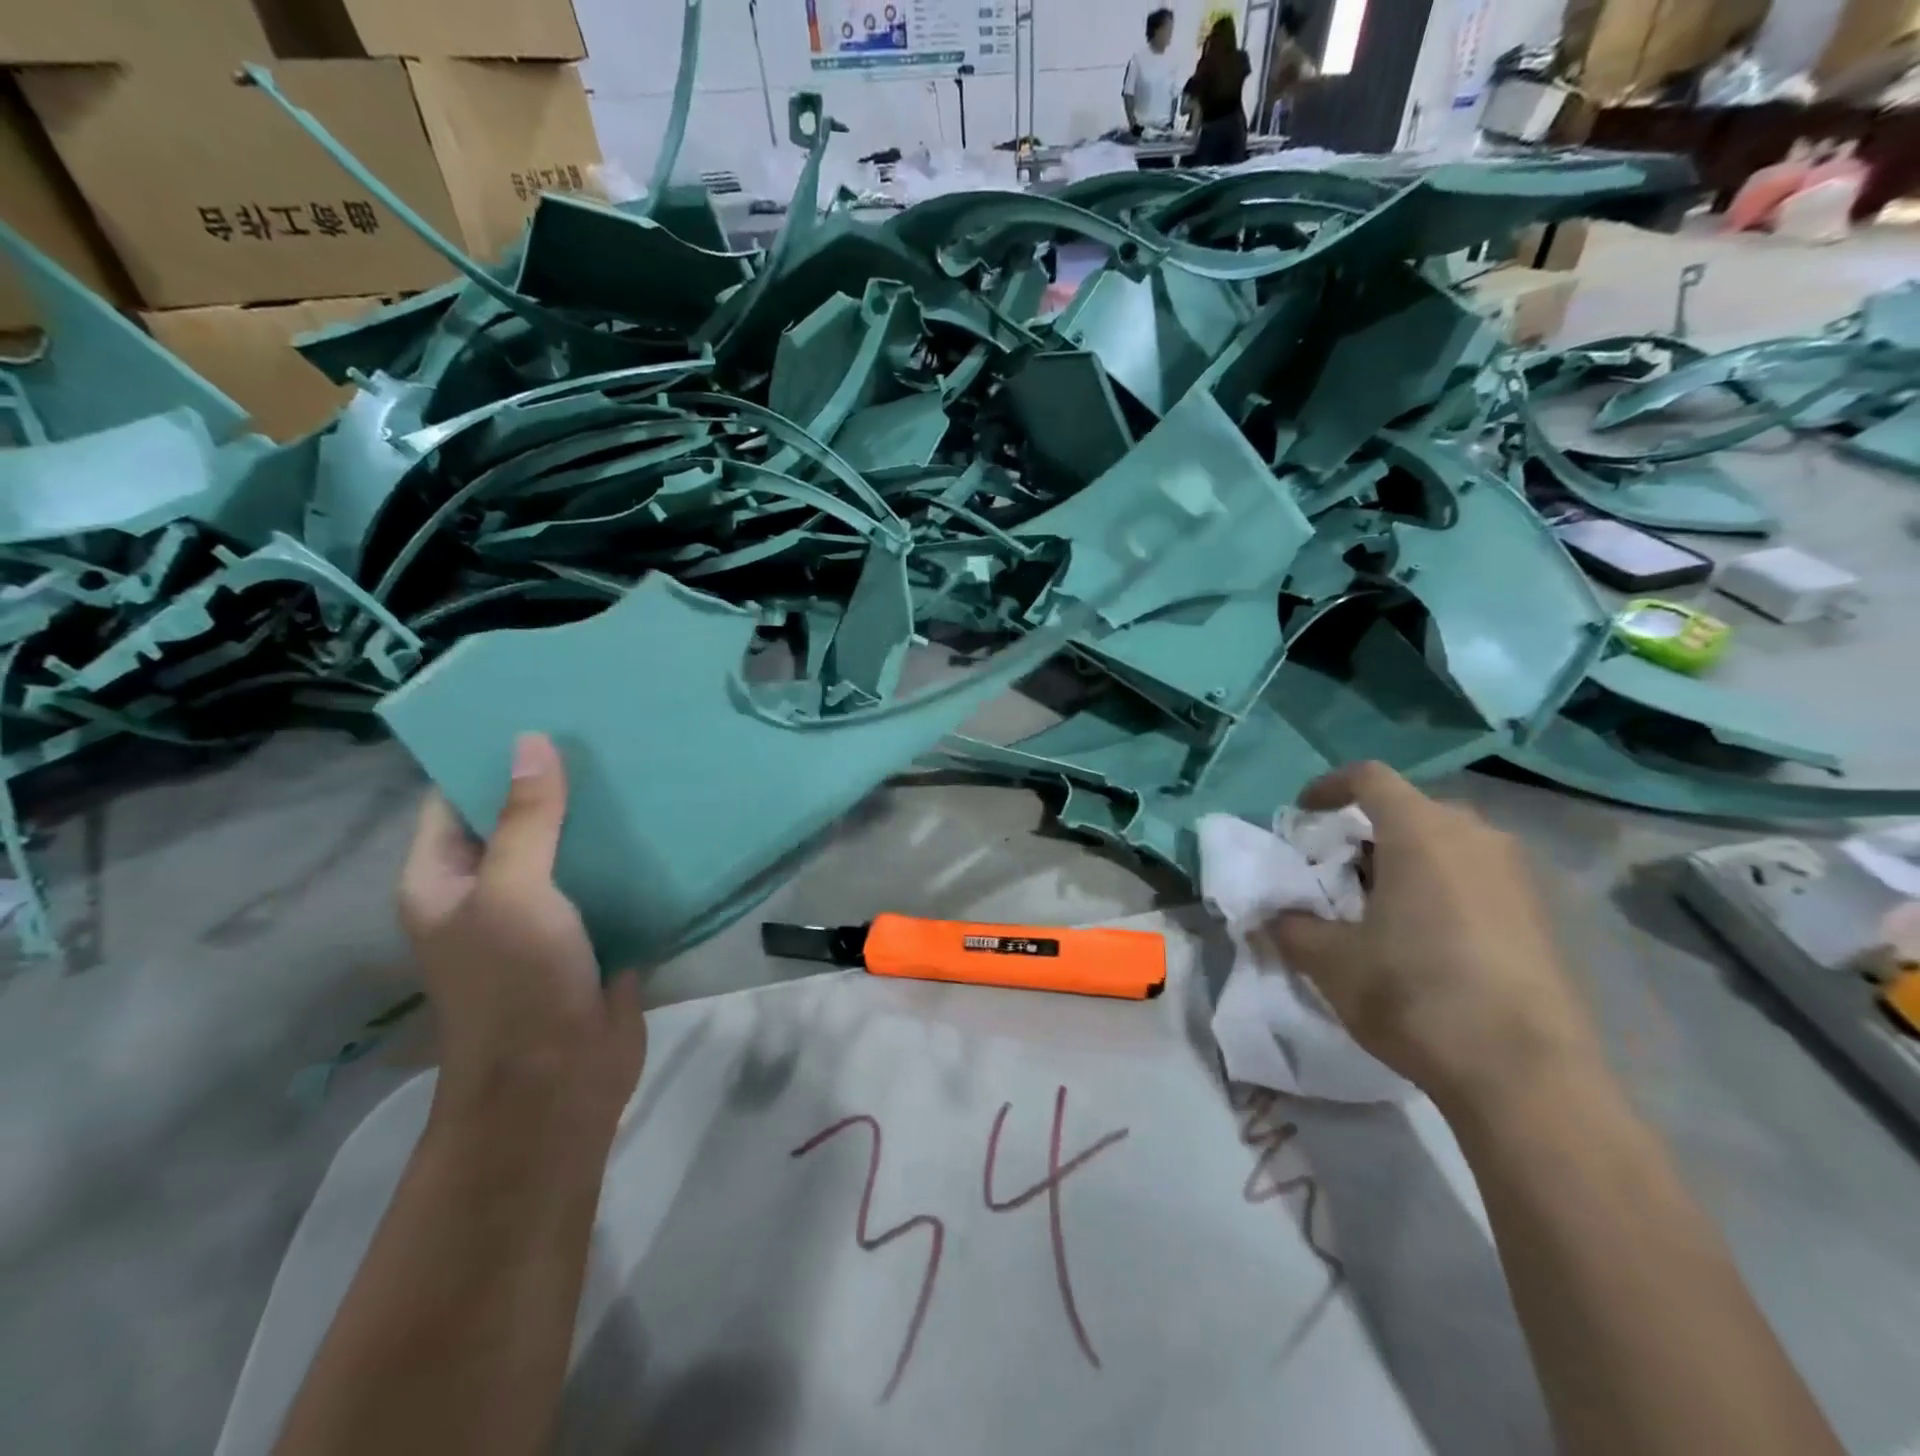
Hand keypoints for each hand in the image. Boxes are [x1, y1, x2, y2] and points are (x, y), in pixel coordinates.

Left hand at [399, 733, 646, 1140]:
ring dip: (597, 817)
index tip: (541, 712)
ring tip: (639, 762)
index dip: (489, 757)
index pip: (457, 800)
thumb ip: (528, 819)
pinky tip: (662, 819)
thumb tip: (533, 742)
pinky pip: (607, 880)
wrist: (561, 1082)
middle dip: (556, 781)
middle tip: (605, 730)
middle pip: (519, 820)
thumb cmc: (517, 984)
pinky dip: (628, 854)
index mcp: (445, 880)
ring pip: (568, 849)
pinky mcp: (592, 932)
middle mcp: (489, 891)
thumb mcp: (514, 893)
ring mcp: (543, 914)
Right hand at [1269, 762, 1603, 1114]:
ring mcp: (1516, 876)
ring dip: (1406, 860)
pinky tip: (1426, 938)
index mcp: (1421, 833)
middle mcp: (1475, 838)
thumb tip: (1273, 916)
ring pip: (1448, 844)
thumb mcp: (1332, 962)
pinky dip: (1442, 887)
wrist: (1527, 1077)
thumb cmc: (1415, 996)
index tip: (1303, 813)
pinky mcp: (1542, 916)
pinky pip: (1478, 876)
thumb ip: (1292, 927)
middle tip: (1338, 870)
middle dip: (1367, 831)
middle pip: (1411, 809)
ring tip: (1379, 906)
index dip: (1329, 786)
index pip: (1370, 778)